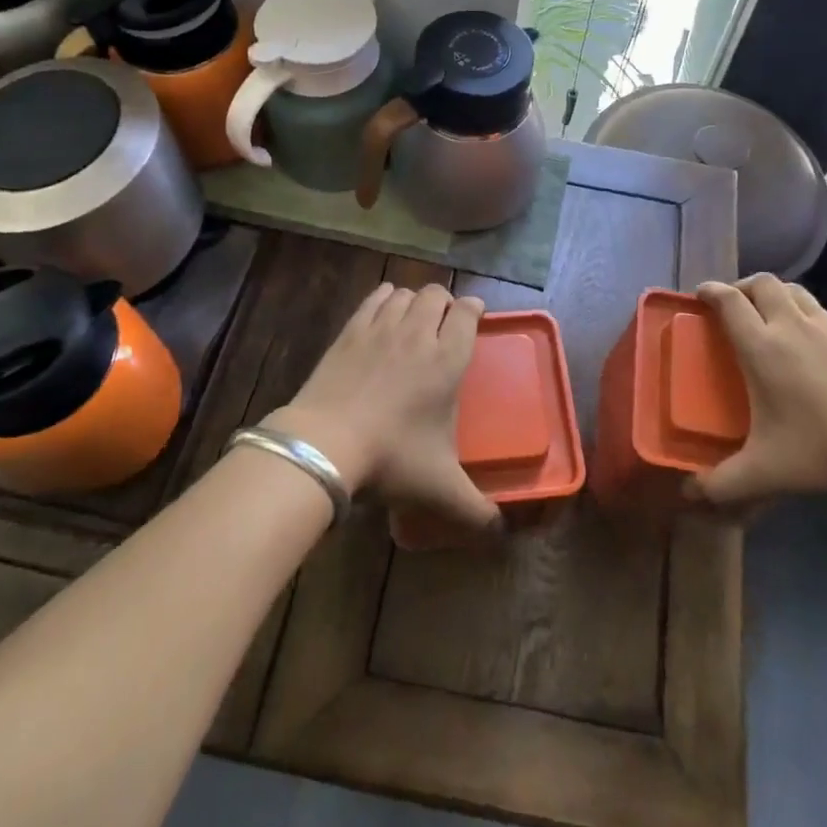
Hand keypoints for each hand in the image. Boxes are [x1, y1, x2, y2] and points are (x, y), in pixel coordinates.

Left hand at [265, 282, 499, 535]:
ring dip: (415, 301)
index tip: (475, 315)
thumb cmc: (391, 459)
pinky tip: (384, 309)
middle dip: (445, 302)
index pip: (468, 314)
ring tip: (414, 318)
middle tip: (444, 324)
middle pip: (437, 294)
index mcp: (448, 360)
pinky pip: (375, 298)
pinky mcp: (351, 330)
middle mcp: (418, 333)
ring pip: (406, 294)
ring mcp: (382, 327)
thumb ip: (475, 510)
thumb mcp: (440, 489)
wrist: (326, 444)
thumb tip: (499, 532)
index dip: (474, 309)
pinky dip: (385, 298)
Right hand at [689, 274, 826, 505]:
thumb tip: (689, 495)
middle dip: (741, 286)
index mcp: (762, 347)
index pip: (729, 301)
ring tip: (766, 315)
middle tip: (732, 306)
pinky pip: (818, 308)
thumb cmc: (825, 450)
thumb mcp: (766, 472)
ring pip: (792, 290)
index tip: (699, 294)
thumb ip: (722, 484)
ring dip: (772, 294)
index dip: (710, 291)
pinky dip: (800, 310)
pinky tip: (805, 340)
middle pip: (761, 283)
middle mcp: (792, 326)